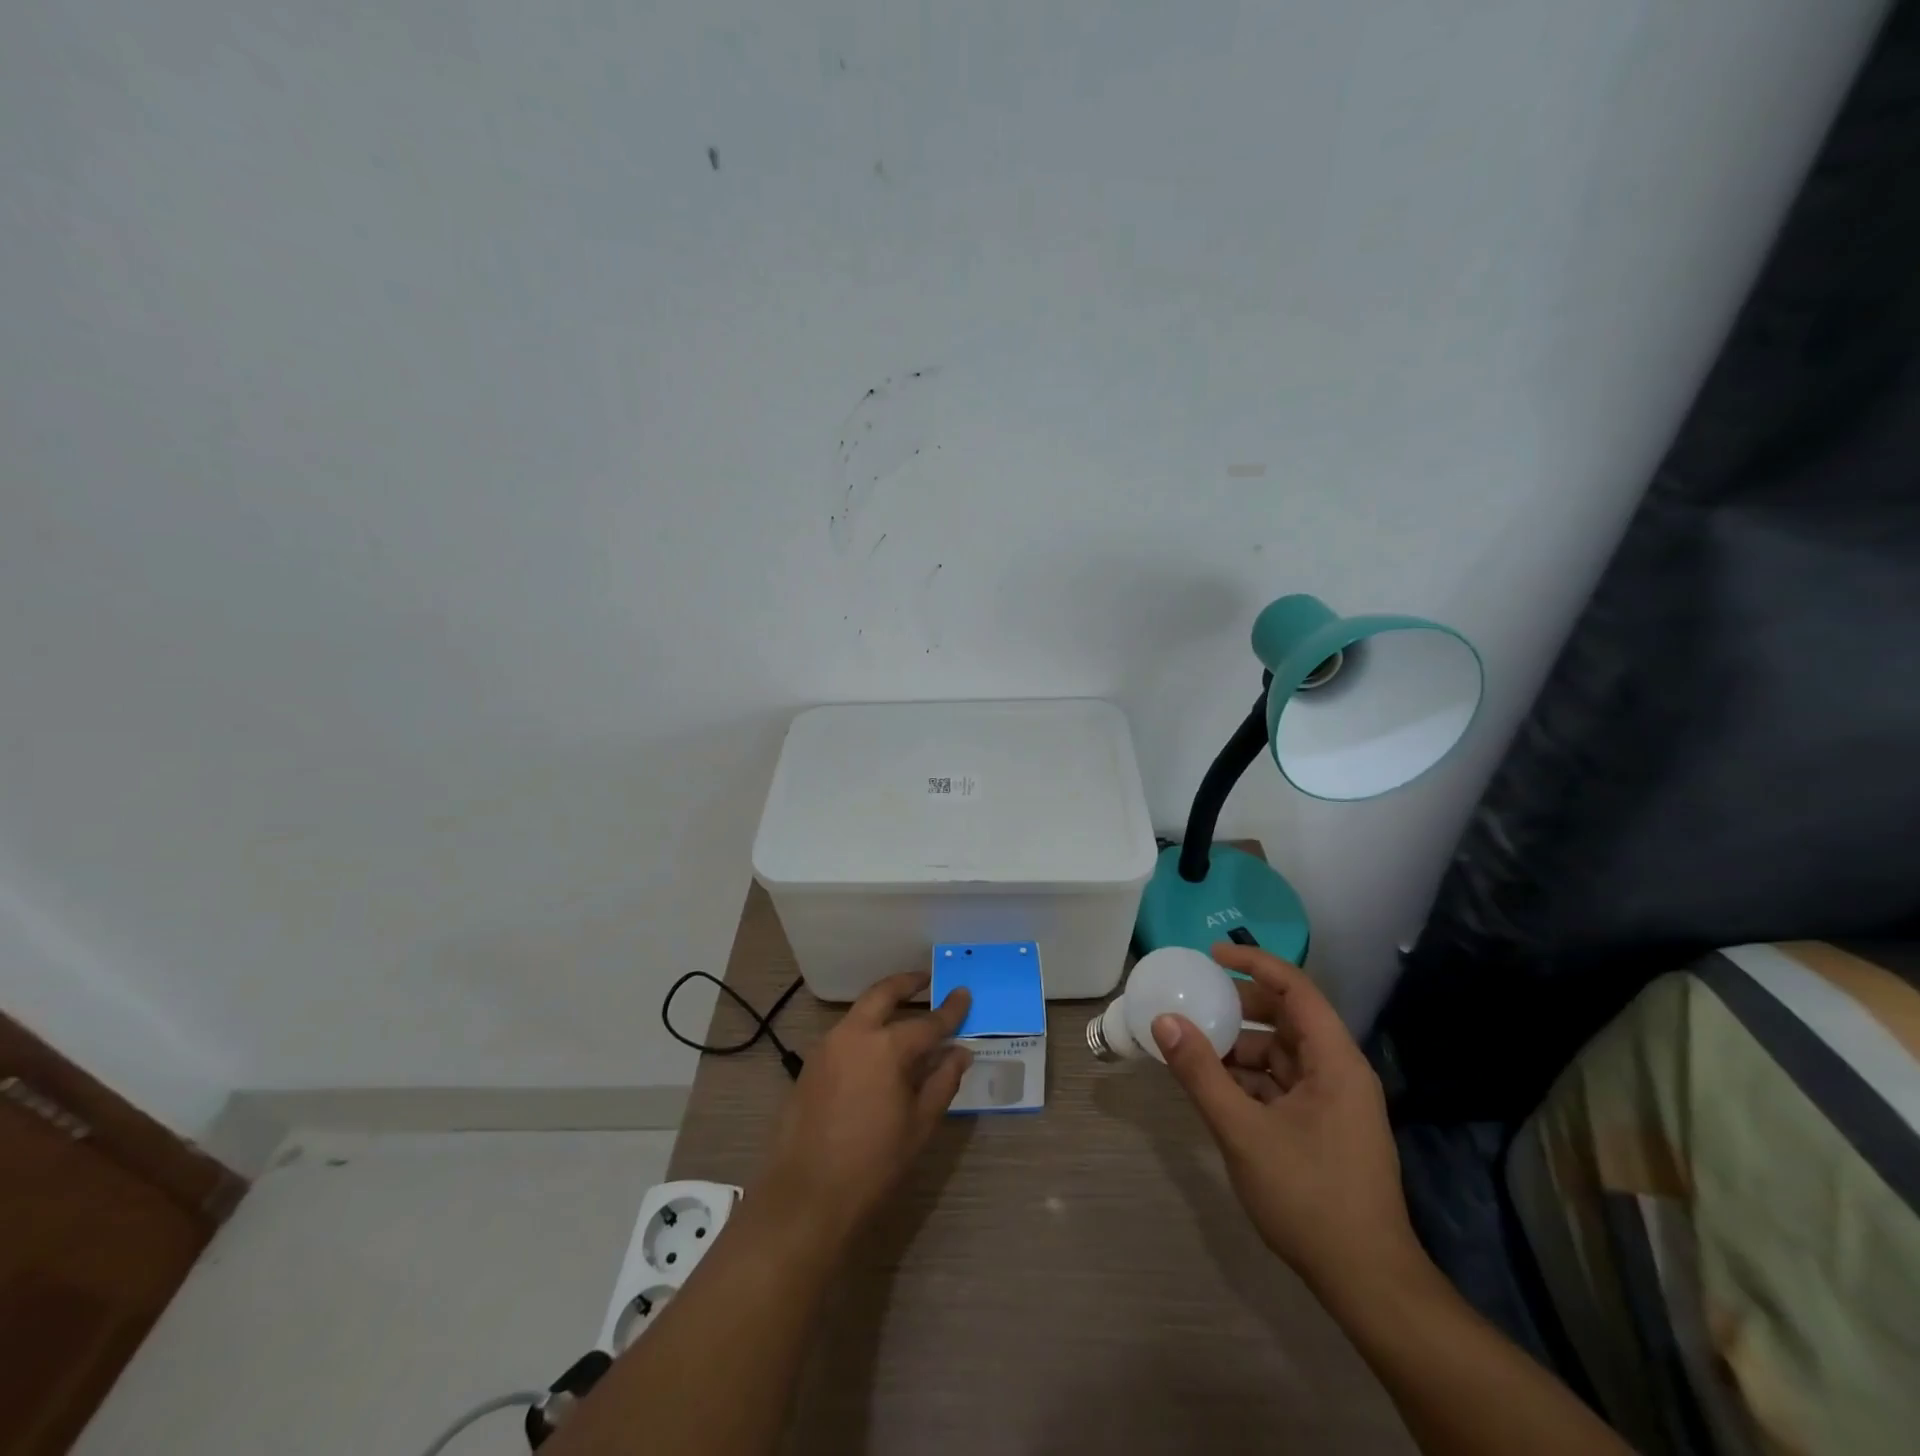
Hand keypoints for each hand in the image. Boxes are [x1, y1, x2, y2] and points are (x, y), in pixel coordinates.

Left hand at [759, 970, 971, 1244]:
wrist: (806, 1194)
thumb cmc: (873, 1164)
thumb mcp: (919, 1125)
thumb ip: (942, 1081)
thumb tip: (959, 1052)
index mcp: (887, 1048)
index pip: (928, 1022)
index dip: (950, 1010)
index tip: (964, 994)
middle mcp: (855, 1035)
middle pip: (883, 994)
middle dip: (906, 983)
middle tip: (925, 979)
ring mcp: (827, 1046)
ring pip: (860, 1011)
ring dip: (883, 1004)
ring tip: (904, 1013)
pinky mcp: (811, 1063)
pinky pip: (845, 1033)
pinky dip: (865, 1028)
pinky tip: (877, 1047)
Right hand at [1151, 943, 1423, 1299]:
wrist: (1367, 1283)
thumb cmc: (1309, 1197)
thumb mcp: (1243, 1131)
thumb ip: (1201, 1073)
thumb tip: (1164, 1021)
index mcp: (1334, 1061)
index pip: (1296, 989)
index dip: (1254, 964)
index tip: (1211, 955)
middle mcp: (1339, 1072)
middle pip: (1287, 1019)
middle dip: (1240, 1007)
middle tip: (1196, 1002)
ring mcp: (1334, 1103)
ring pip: (1281, 1055)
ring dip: (1240, 1048)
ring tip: (1195, 1049)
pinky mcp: (1324, 1129)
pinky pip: (1281, 1085)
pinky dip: (1248, 1079)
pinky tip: (1215, 1089)